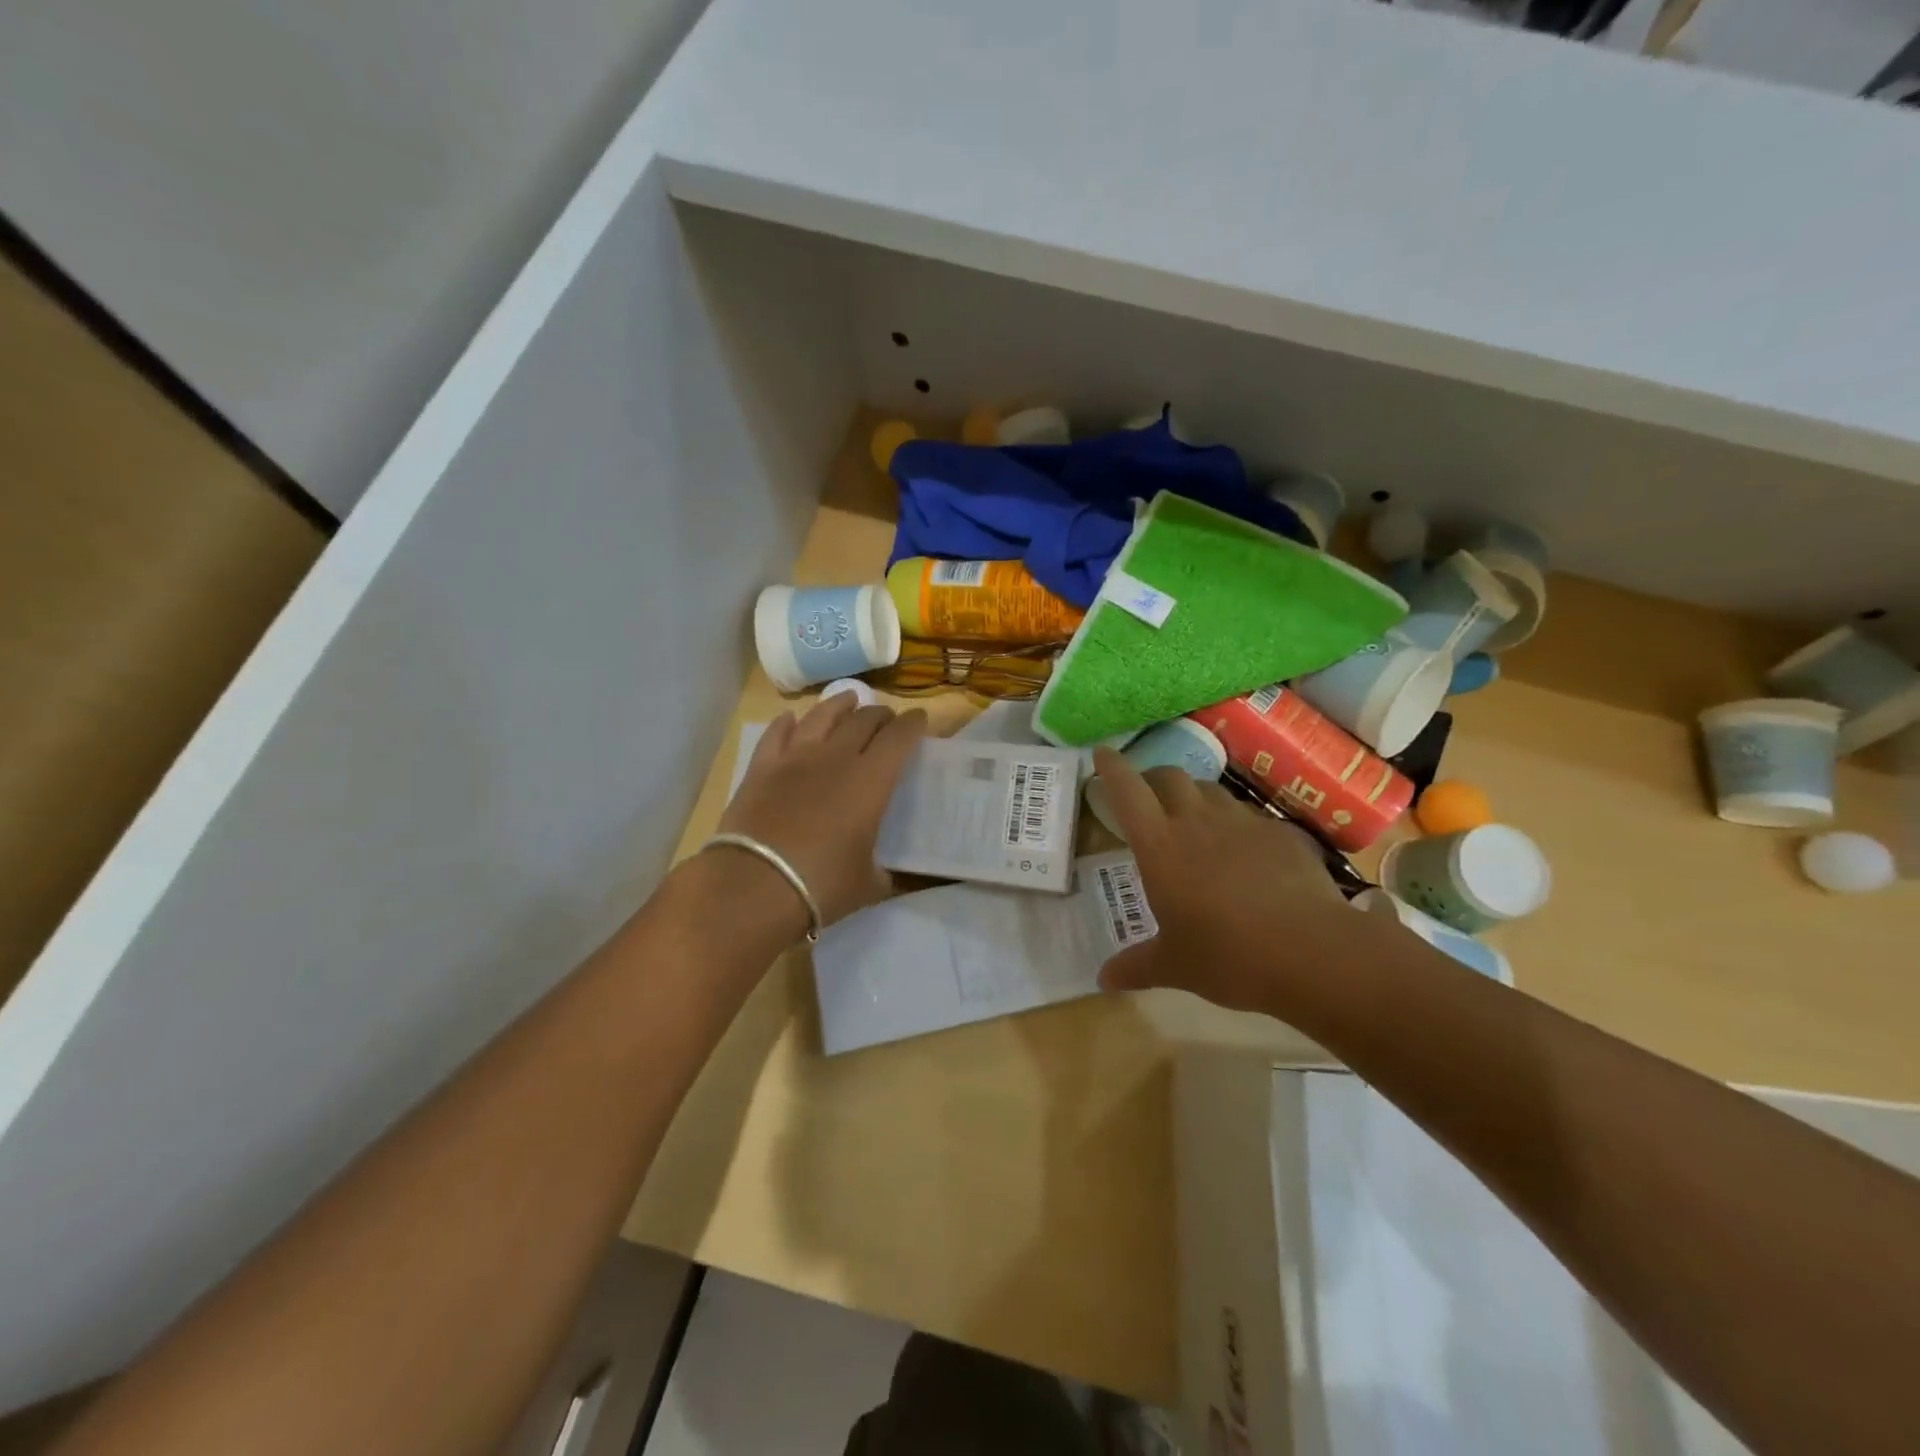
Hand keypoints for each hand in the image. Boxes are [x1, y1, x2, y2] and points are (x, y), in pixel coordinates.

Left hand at [717, 693, 927, 928]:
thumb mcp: (868, 884)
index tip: (920, 719)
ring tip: (849, 699)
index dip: (913, 724)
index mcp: (871, 781)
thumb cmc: (821, 885)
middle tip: (887, 719)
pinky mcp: (761, 768)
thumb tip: (884, 873)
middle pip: (863, 720)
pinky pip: (777, 733)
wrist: (754, 886)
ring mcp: (795, 758)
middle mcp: (836, 758)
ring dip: (839, 705)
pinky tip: (791, 719)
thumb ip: (882, 872)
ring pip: (821, 716)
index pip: (899, 738)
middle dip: (880, 715)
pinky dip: (787, 723)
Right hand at [1092, 748, 1350, 1014]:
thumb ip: (1135, 966)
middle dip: (1153, 779)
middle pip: (1169, 776)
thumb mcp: (1174, 965)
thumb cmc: (1227, 956)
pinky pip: (1249, 816)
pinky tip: (1245, 852)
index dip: (1111, 767)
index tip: (1101, 754)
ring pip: (1210, 791)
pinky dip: (1236, 824)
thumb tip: (1103, 980)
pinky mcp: (1280, 832)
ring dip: (1195, 798)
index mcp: (1159, 845)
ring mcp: (1243, 821)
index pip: (1127, 789)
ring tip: (1194, 822)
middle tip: (1148, 798)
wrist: (1312, 952)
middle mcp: (1197, 821)